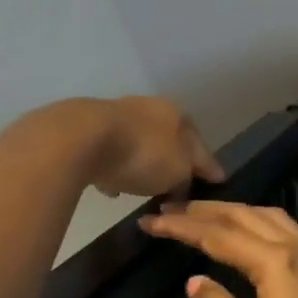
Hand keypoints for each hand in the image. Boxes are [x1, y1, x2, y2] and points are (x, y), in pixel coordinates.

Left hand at [87, 96, 222, 197]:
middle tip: (177, 186)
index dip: (208, 166)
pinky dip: (116, 169)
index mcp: (177, 114)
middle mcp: (150, 108)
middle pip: (168, 141)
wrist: (82, 139)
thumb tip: (185, 183)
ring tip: (143, 189)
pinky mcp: (90, 129)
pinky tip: (112, 187)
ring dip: (142, 165)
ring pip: (139, 145)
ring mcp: (118, 116)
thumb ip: (188, 178)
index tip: (215, 183)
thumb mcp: (178, 172)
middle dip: (173, 162)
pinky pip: (112, 155)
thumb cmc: (143, 154)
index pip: (200, 144)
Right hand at [137, 202, 297, 297]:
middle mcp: (297, 248)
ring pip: (268, 217)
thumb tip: (195, 280)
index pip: (218, 235)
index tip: (149, 222)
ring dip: (232, 211)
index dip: (181, 227)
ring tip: (202, 215)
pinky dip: (256, 221)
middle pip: (244, 216)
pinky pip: (284, 229)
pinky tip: (249, 234)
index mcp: (275, 263)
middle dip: (204, 211)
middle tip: (168, 210)